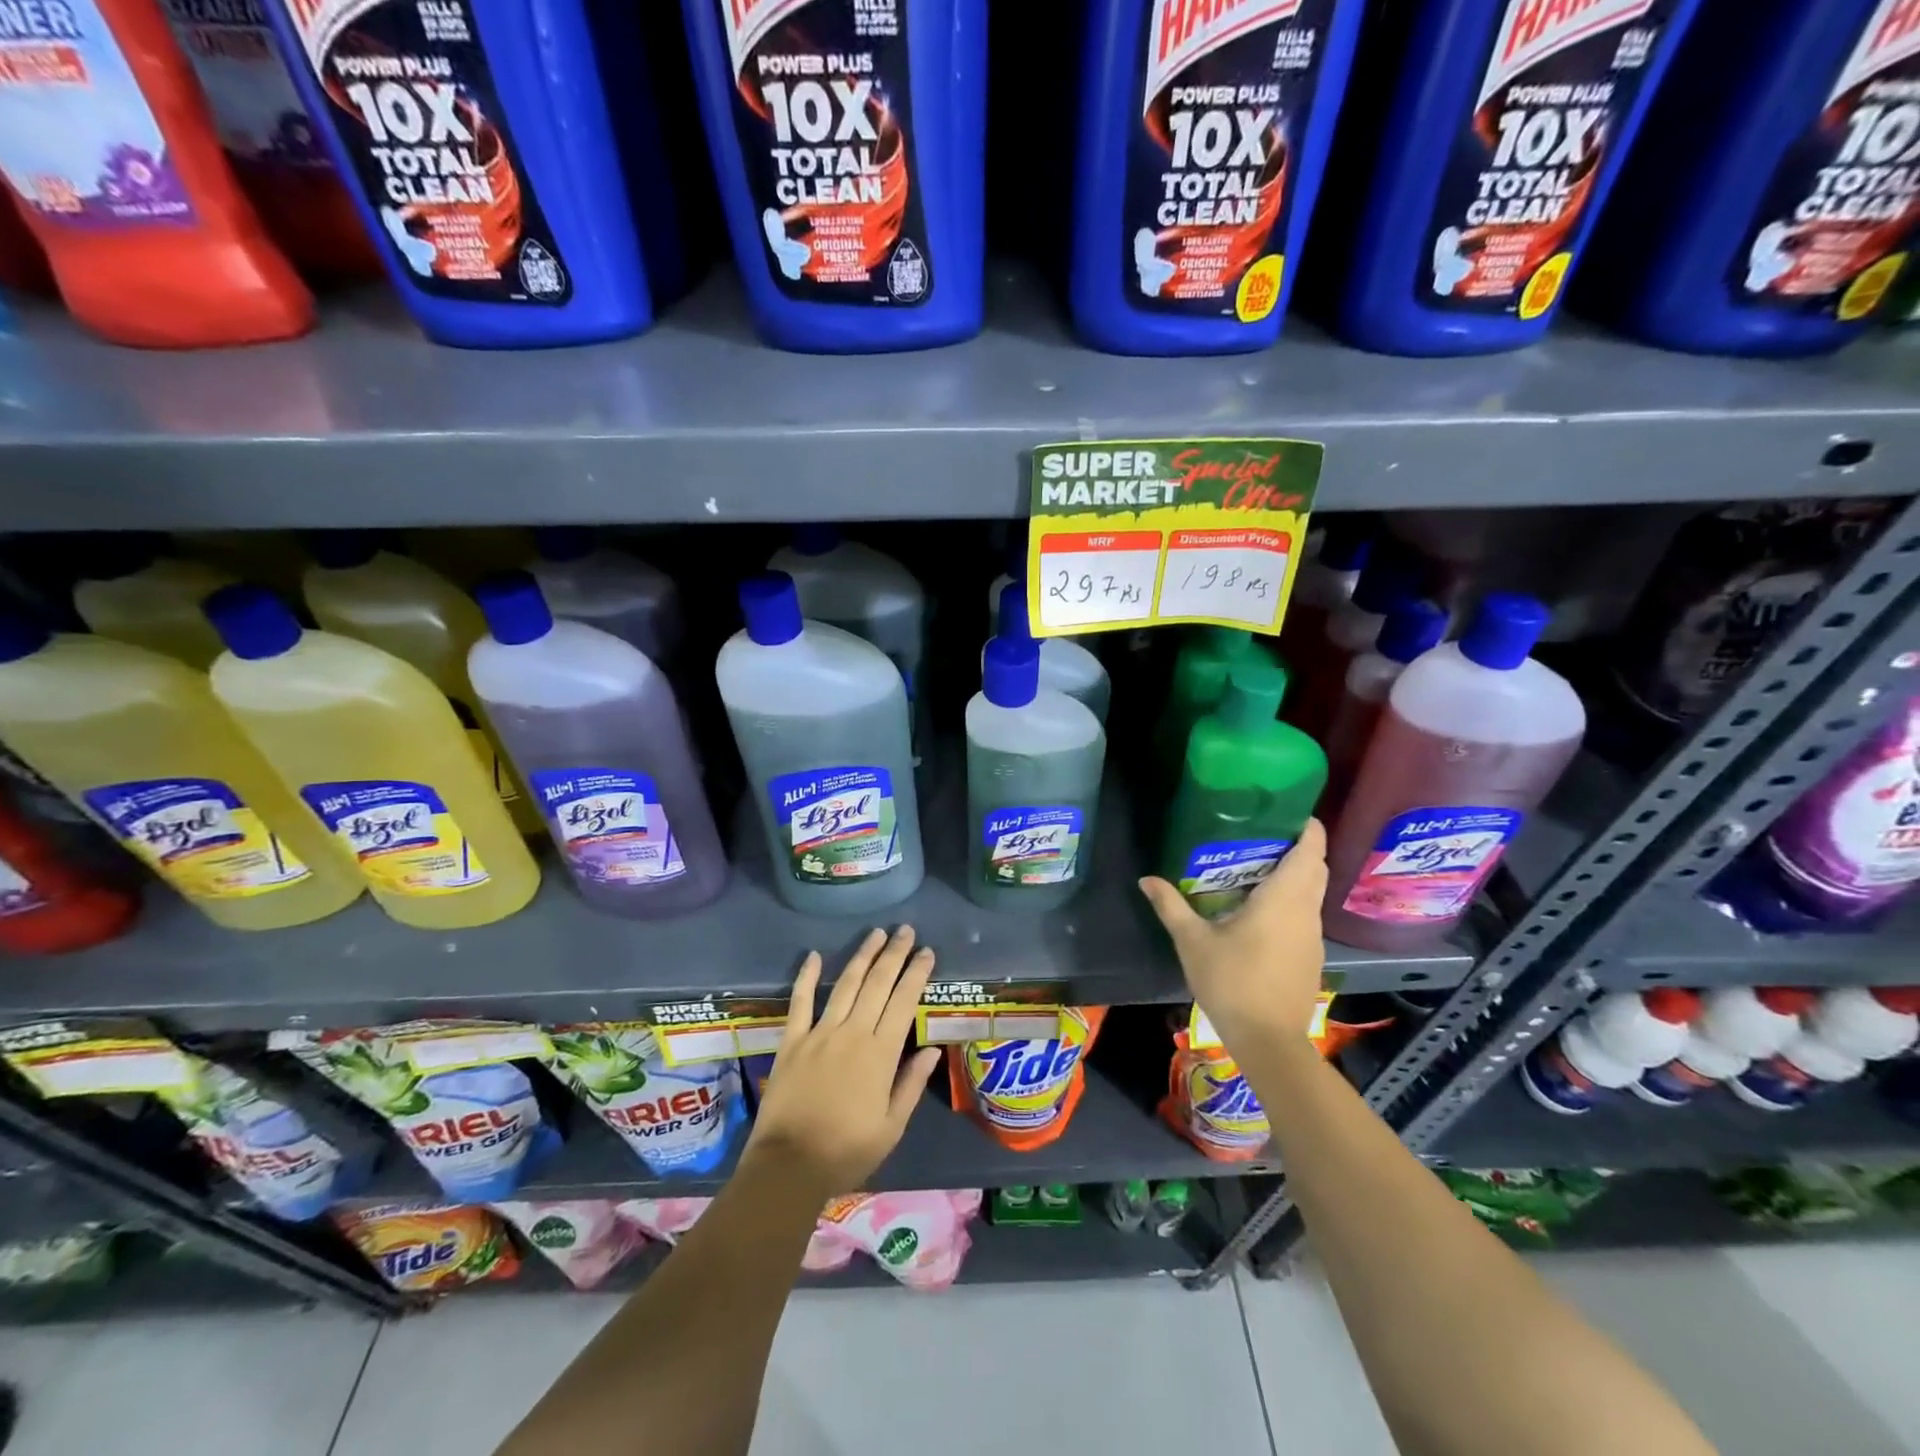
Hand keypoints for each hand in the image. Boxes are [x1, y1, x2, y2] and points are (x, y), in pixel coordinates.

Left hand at [744, 926, 942, 1197]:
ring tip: (876, 934)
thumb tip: (932, 1049)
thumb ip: (912, 1083)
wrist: (789, 1166)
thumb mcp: (891, 1126)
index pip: (904, 1001)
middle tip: (905, 931)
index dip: (917, 974)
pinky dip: (806, 977)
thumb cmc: (847, 1151)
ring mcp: (819, 1033)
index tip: (927, 952)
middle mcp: (852, 1033)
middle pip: (877, 984)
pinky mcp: (792, 1041)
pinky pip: (800, 1002)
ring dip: (862, 956)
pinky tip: (814, 955)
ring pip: (845, 984)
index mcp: (881, 1053)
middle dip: (894, 954)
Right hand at [1138, 819, 1328, 1049]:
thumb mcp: (1193, 942)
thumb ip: (1171, 906)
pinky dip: (1292, 899)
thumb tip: (1146, 879)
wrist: (1268, 1041)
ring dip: (1295, 874)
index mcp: (1284, 899)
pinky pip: (1306, 913)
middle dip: (1298, 846)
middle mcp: (1306, 911)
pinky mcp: (1310, 955)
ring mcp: (1312, 935)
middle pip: (1316, 867)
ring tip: (1257, 865)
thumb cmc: (1231, 982)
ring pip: (1312, 891)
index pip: (1311, 850)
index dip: (1306, 825)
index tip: (1286, 809)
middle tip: (1262, 834)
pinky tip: (1260, 908)